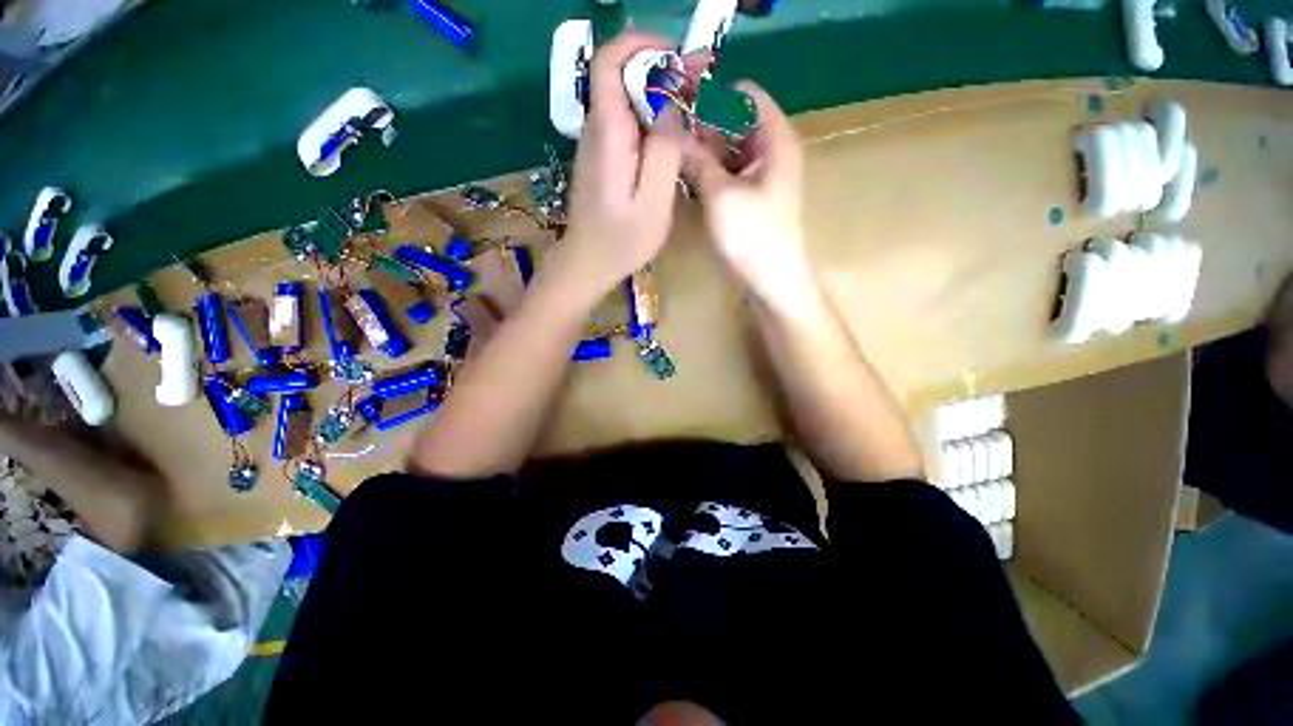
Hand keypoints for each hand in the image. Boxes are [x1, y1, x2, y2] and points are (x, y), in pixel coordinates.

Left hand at [550, 32, 687, 304]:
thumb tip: (671, 108)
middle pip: (623, 77)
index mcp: (608, 134)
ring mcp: (598, 144)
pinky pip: (628, 125)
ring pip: (628, 101)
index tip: (678, 58)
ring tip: (696, 108)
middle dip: (663, 71)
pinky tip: (674, 138)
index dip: (642, 45)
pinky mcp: (603, 159)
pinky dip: (652, 121)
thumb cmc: (620, 242)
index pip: (610, 62)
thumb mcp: (652, 203)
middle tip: (702, 84)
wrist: (587, 264)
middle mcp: (597, 130)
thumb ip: (664, 152)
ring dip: (661, 96)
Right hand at [681, 82, 812, 312]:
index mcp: (776, 139)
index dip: (713, 96)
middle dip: (703, 126)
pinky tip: (689, 180)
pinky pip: (731, 171)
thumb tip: (669, 130)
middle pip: (736, 121)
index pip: (745, 95)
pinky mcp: (754, 195)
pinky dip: (711, 171)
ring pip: (731, 148)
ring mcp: (764, 174)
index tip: (680, 109)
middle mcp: (773, 149)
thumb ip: (696, 160)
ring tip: (674, 159)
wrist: (773, 282)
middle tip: (670, 138)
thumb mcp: (721, 196)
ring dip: (705, 151)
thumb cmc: (753, 237)